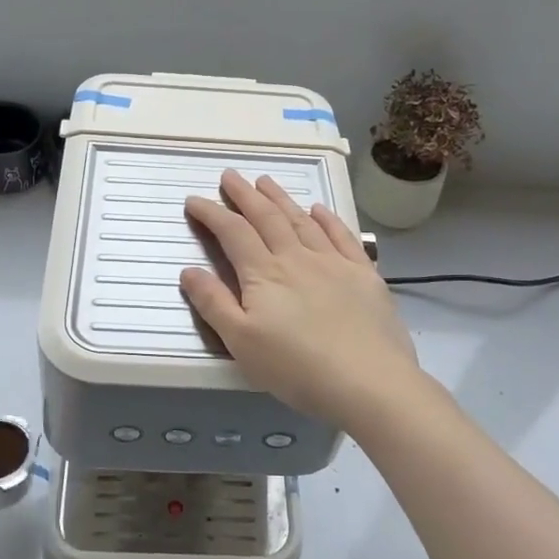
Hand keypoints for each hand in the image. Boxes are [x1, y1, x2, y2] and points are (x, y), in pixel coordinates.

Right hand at [181, 170, 422, 429]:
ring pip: (302, 221)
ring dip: (281, 199)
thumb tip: (189, 270)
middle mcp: (297, 258)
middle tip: (230, 176)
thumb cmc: (297, 368)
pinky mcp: (364, 274)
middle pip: (267, 218)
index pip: (232, 233)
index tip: (195, 200)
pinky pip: (342, 236)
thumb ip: (214, 304)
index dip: (212, 214)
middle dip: (245, 195)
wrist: (369, 382)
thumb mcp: (242, 343)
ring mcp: (334, 263)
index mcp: (264, 274)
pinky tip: (319, 209)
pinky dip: (327, 219)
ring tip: (266, 182)